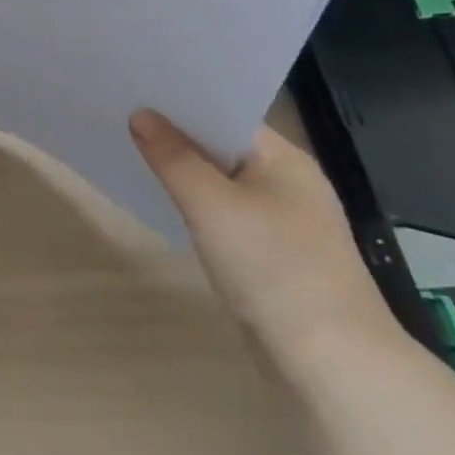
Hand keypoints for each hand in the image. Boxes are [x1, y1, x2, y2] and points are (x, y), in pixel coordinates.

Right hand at [130, 109, 398, 374]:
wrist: (332, 365)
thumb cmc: (274, 268)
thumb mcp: (212, 205)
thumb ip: (173, 157)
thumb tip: (140, 115)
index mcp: (285, 160)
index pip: (226, 113)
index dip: (181, 100)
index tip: (136, 89)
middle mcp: (288, 183)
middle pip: (221, 145)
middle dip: (176, 134)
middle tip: (122, 114)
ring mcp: (283, 222)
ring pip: (221, 182)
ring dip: (184, 171)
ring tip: (132, 151)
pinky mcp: (272, 256)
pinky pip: (224, 215)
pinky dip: (196, 205)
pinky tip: (165, 203)